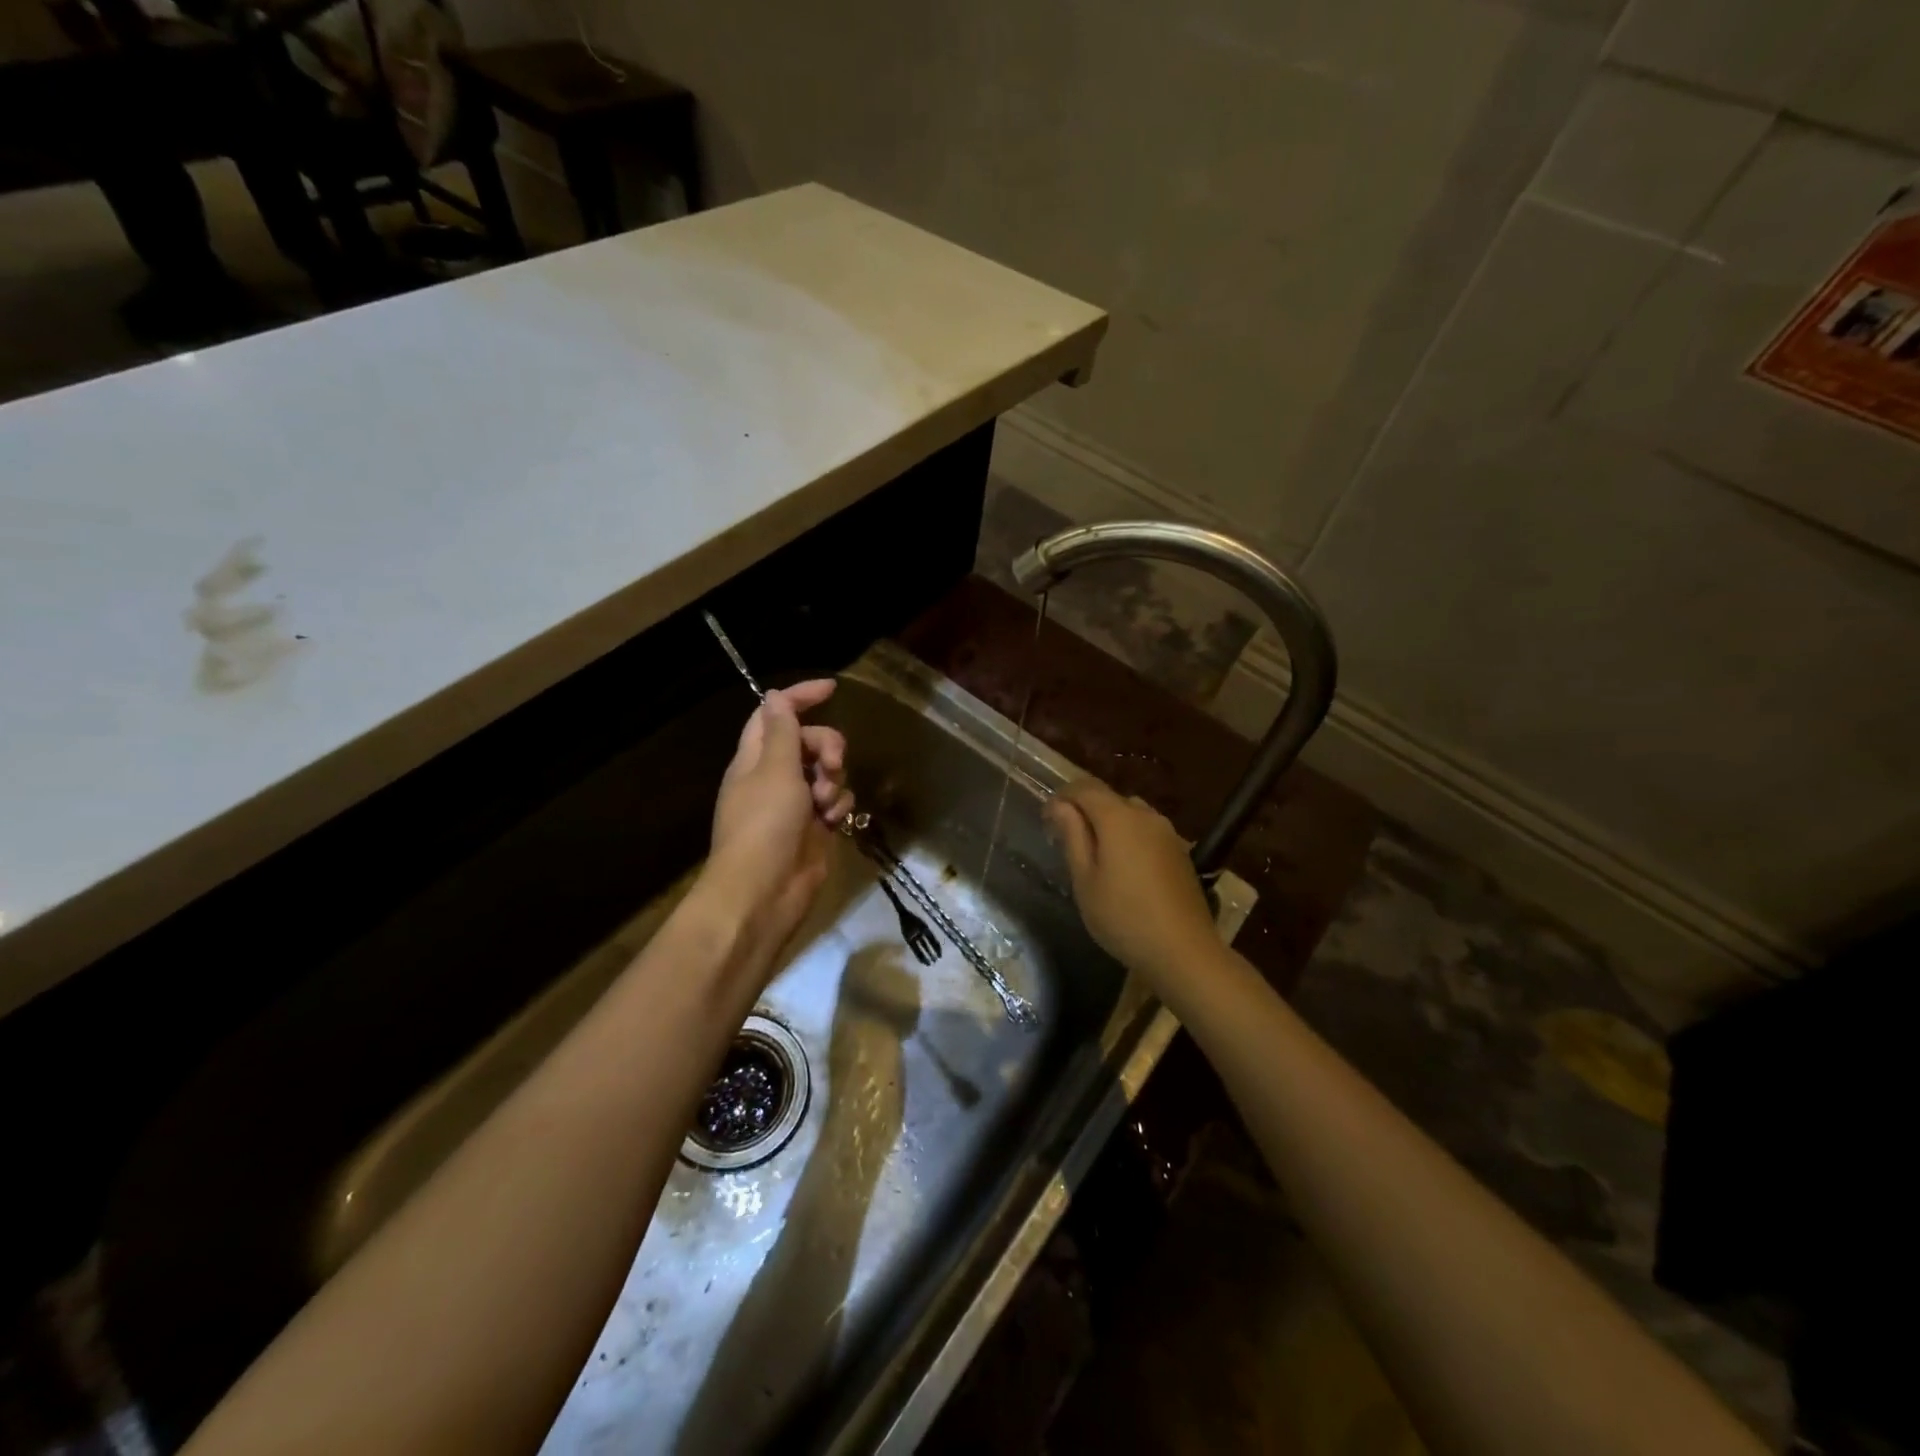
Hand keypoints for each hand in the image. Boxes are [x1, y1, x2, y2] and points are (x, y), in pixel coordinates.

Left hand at [705, 679, 853, 970]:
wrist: (764, 892)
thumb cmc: (764, 825)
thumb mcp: (775, 770)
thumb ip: (783, 732)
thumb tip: (775, 695)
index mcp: (755, 759)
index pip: (775, 715)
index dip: (800, 697)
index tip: (833, 688)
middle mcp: (774, 777)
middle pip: (808, 742)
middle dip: (826, 746)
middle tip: (831, 765)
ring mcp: (796, 804)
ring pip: (827, 772)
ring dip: (834, 780)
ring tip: (826, 804)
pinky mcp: (815, 828)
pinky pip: (836, 802)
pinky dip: (838, 806)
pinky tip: (834, 820)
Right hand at [1044, 779, 1216, 984]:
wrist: (1184, 951)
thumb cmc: (1123, 917)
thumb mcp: (1085, 880)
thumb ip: (1072, 836)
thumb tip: (1060, 805)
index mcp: (1119, 818)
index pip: (1085, 788)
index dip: (1062, 796)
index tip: (1046, 819)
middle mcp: (1146, 815)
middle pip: (1109, 798)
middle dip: (1084, 810)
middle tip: (1066, 840)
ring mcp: (1168, 832)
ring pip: (1130, 814)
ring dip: (1108, 824)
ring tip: (1094, 855)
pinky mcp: (1180, 851)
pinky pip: (1146, 831)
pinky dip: (1128, 837)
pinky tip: (1123, 868)